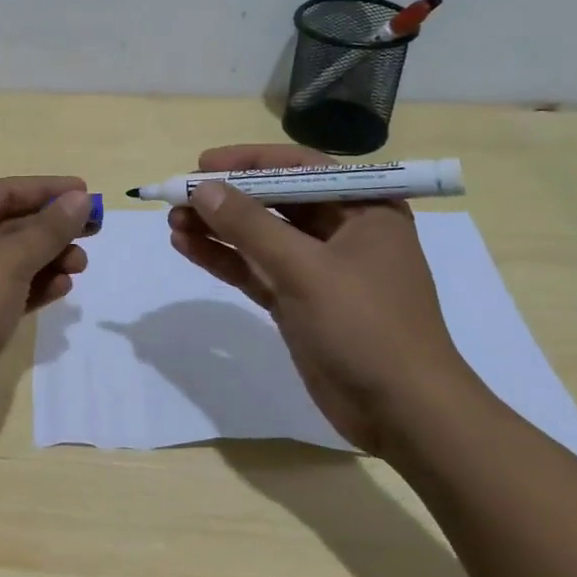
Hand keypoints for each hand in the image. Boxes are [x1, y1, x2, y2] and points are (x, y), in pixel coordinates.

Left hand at [0, 177, 91, 439]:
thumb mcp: (9, 260)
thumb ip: (48, 229)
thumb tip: (79, 199)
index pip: (4, 191)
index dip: (47, 190)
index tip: (86, 193)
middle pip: (9, 225)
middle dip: (52, 228)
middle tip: (94, 232)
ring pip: (10, 260)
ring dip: (47, 258)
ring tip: (81, 265)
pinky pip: (6, 291)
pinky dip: (34, 286)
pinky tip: (62, 288)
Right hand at [168, 144, 487, 454]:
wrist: (404, 414)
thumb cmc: (366, 326)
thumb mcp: (306, 269)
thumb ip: (250, 226)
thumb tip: (201, 188)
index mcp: (363, 208)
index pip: (299, 168)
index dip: (248, 162)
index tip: (202, 164)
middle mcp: (342, 231)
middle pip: (274, 202)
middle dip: (226, 199)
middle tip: (178, 197)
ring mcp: (319, 269)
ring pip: (260, 237)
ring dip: (218, 229)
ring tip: (172, 222)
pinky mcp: (299, 302)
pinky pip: (255, 269)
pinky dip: (224, 258)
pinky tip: (187, 247)